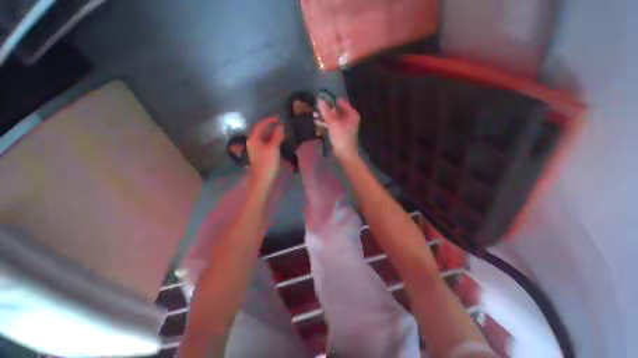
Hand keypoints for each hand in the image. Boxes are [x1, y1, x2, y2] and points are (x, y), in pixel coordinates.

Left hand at [246, 117, 284, 185]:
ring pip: (264, 137)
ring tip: (282, 131)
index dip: (269, 120)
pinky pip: (266, 143)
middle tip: (281, 124)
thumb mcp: (273, 148)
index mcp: (253, 139)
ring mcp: (256, 148)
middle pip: (261, 130)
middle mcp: (253, 142)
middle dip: (271, 126)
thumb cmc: (267, 163)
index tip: (279, 118)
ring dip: (272, 133)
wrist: (263, 179)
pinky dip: (272, 140)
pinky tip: (278, 141)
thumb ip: (277, 136)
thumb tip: (281, 126)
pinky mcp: (260, 154)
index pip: (260, 125)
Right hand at [318, 98, 360, 159]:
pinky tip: (317, 123)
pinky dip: (325, 123)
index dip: (330, 101)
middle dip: (325, 110)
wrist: (344, 155)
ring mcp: (343, 126)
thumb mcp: (333, 123)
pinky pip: (331, 125)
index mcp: (351, 114)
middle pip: (336, 110)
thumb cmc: (341, 138)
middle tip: (315, 109)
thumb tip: (319, 100)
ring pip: (332, 118)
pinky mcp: (338, 132)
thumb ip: (326, 112)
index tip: (319, 100)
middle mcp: (348, 118)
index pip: (340, 102)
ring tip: (313, 116)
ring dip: (324, 117)